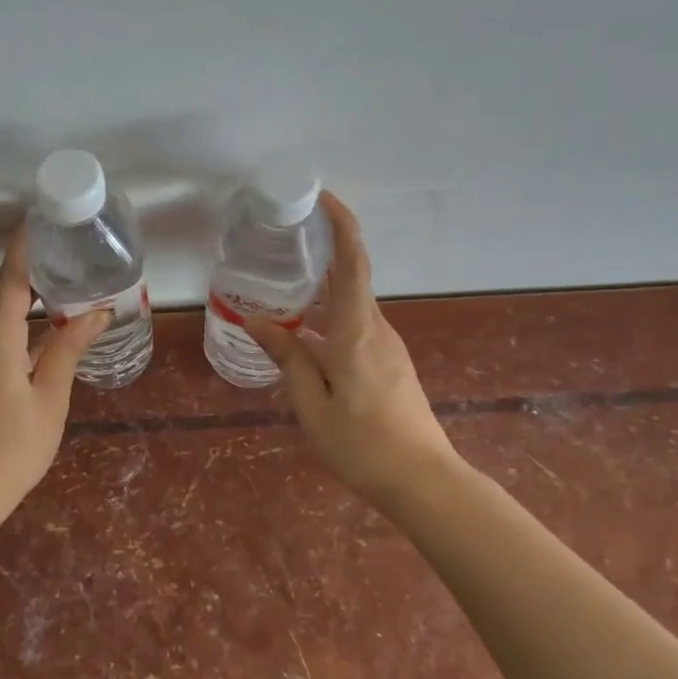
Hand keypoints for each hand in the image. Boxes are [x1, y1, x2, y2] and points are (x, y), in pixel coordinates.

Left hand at [0, 231, 108, 517]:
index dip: (28, 249)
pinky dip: (16, 326)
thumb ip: (68, 348)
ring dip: (26, 302)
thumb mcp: (50, 396)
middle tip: (67, 254)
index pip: (14, 280)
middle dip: (32, 273)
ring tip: (62, 287)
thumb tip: (97, 311)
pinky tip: (41, 330)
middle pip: (4, 294)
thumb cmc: (13, 446)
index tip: (42, 220)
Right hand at [247, 193, 457, 505]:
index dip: (342, 225)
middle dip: (324, 252)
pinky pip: (356, 326)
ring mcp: (387, 347)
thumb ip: (287, 357)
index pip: (352, 263)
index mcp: (357, 331)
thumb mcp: (312, 403)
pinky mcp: (389, 364)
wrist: (422, 480)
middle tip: (286, 240)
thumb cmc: (361, 443)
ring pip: (352, 305)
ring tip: (284, 286)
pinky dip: (330, 318)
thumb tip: (255, 321)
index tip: (324, 198)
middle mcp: (376, 329)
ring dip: (323, 290)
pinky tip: (305, 334)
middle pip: (352, 278)